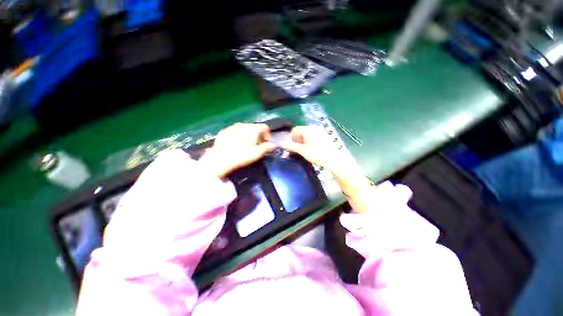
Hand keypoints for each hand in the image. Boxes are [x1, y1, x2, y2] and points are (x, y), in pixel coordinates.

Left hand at [200, 123, 275, 177]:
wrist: (220, 158)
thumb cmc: (242, 155)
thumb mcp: (257, 153)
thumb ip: (267, 147)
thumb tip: (273, 145)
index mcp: (253, 129)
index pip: (264, 127)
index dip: (268, 134)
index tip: (267, 143)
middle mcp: (243, 125)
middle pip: (254, 127)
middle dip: (258, 135)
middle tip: (257, 145)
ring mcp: (232, 127)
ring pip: (244, 129)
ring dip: (248, 135)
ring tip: (246, 145)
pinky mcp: (224, 131)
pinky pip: (234, 131)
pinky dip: (238, 136)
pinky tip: (235, 144)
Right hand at [282, 126, 372, 211]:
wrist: (336, 161)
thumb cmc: (318, 155)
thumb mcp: (303, 151)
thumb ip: (291, 146)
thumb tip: (280, 143)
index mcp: (308, 129)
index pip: (295, 129)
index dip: (290, 137)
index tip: (290, 146)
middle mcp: (314, 128)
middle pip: (301, 131)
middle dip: (297, 139)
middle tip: (296, 149)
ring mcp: (321, 132)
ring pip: (307, 134)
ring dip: (303, 141)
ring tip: (303, 151)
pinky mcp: (325, 137)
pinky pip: (313, 137)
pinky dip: (309, 141)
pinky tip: (311, 149)